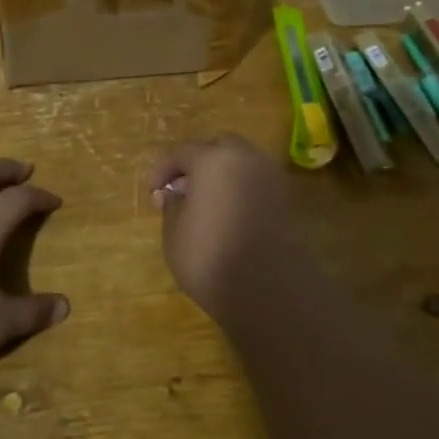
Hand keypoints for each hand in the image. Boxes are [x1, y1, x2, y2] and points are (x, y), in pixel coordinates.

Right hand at [150, 136, 298, 315]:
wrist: (268, 290)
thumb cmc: (210, 256)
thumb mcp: (174, 232)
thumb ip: (172, 205)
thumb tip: (176, 194)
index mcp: (213, 160)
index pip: (181, 152)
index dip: (162, 170)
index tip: (152, 192)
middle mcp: (246, 159)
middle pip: (218, 148)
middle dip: (197, 163)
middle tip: (181, 189)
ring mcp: (271, 178)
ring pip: (241, 164)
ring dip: (221, 175)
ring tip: (204, 204)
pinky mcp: (285, 201)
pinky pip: (255, 184)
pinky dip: (239, 190)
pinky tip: (226, 215)